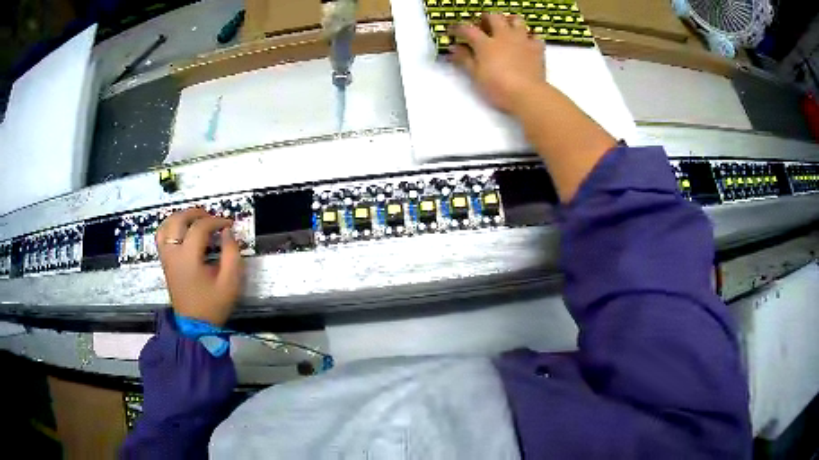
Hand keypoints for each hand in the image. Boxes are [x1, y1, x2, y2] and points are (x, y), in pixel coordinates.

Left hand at [156, 208, 243, 326]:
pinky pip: (162, 236)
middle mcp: (173, 253)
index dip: (216, 221)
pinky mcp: (165, 262)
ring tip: (195, 219)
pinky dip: (170, 226)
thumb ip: (232, 254)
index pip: (200, 227)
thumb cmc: (213, 305)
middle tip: (212, 217)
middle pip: (178, 220)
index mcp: (188, 258)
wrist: (195, 326)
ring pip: (166, 225)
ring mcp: (166, 257)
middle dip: (196, 213)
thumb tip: (227, 232)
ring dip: (181, 217)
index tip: (229, 224)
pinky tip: (182, 230)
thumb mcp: (230, 282)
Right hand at [450, 14, 545, 112]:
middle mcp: (504, 36)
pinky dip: (530, 36)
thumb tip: (453, 48)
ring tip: (506, 28)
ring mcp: (522, 40)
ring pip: (517, 20)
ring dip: (509, 21)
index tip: (452, 31)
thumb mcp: (476, 75)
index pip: (468, 29)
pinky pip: (535, 36)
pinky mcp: (537, 48)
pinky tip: (526, 42)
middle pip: (494, 17)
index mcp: (486, 43)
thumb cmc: (498, 87)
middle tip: (482, 25)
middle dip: (485, 18)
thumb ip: (464, 59)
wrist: (528, 94)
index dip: (458, 28)